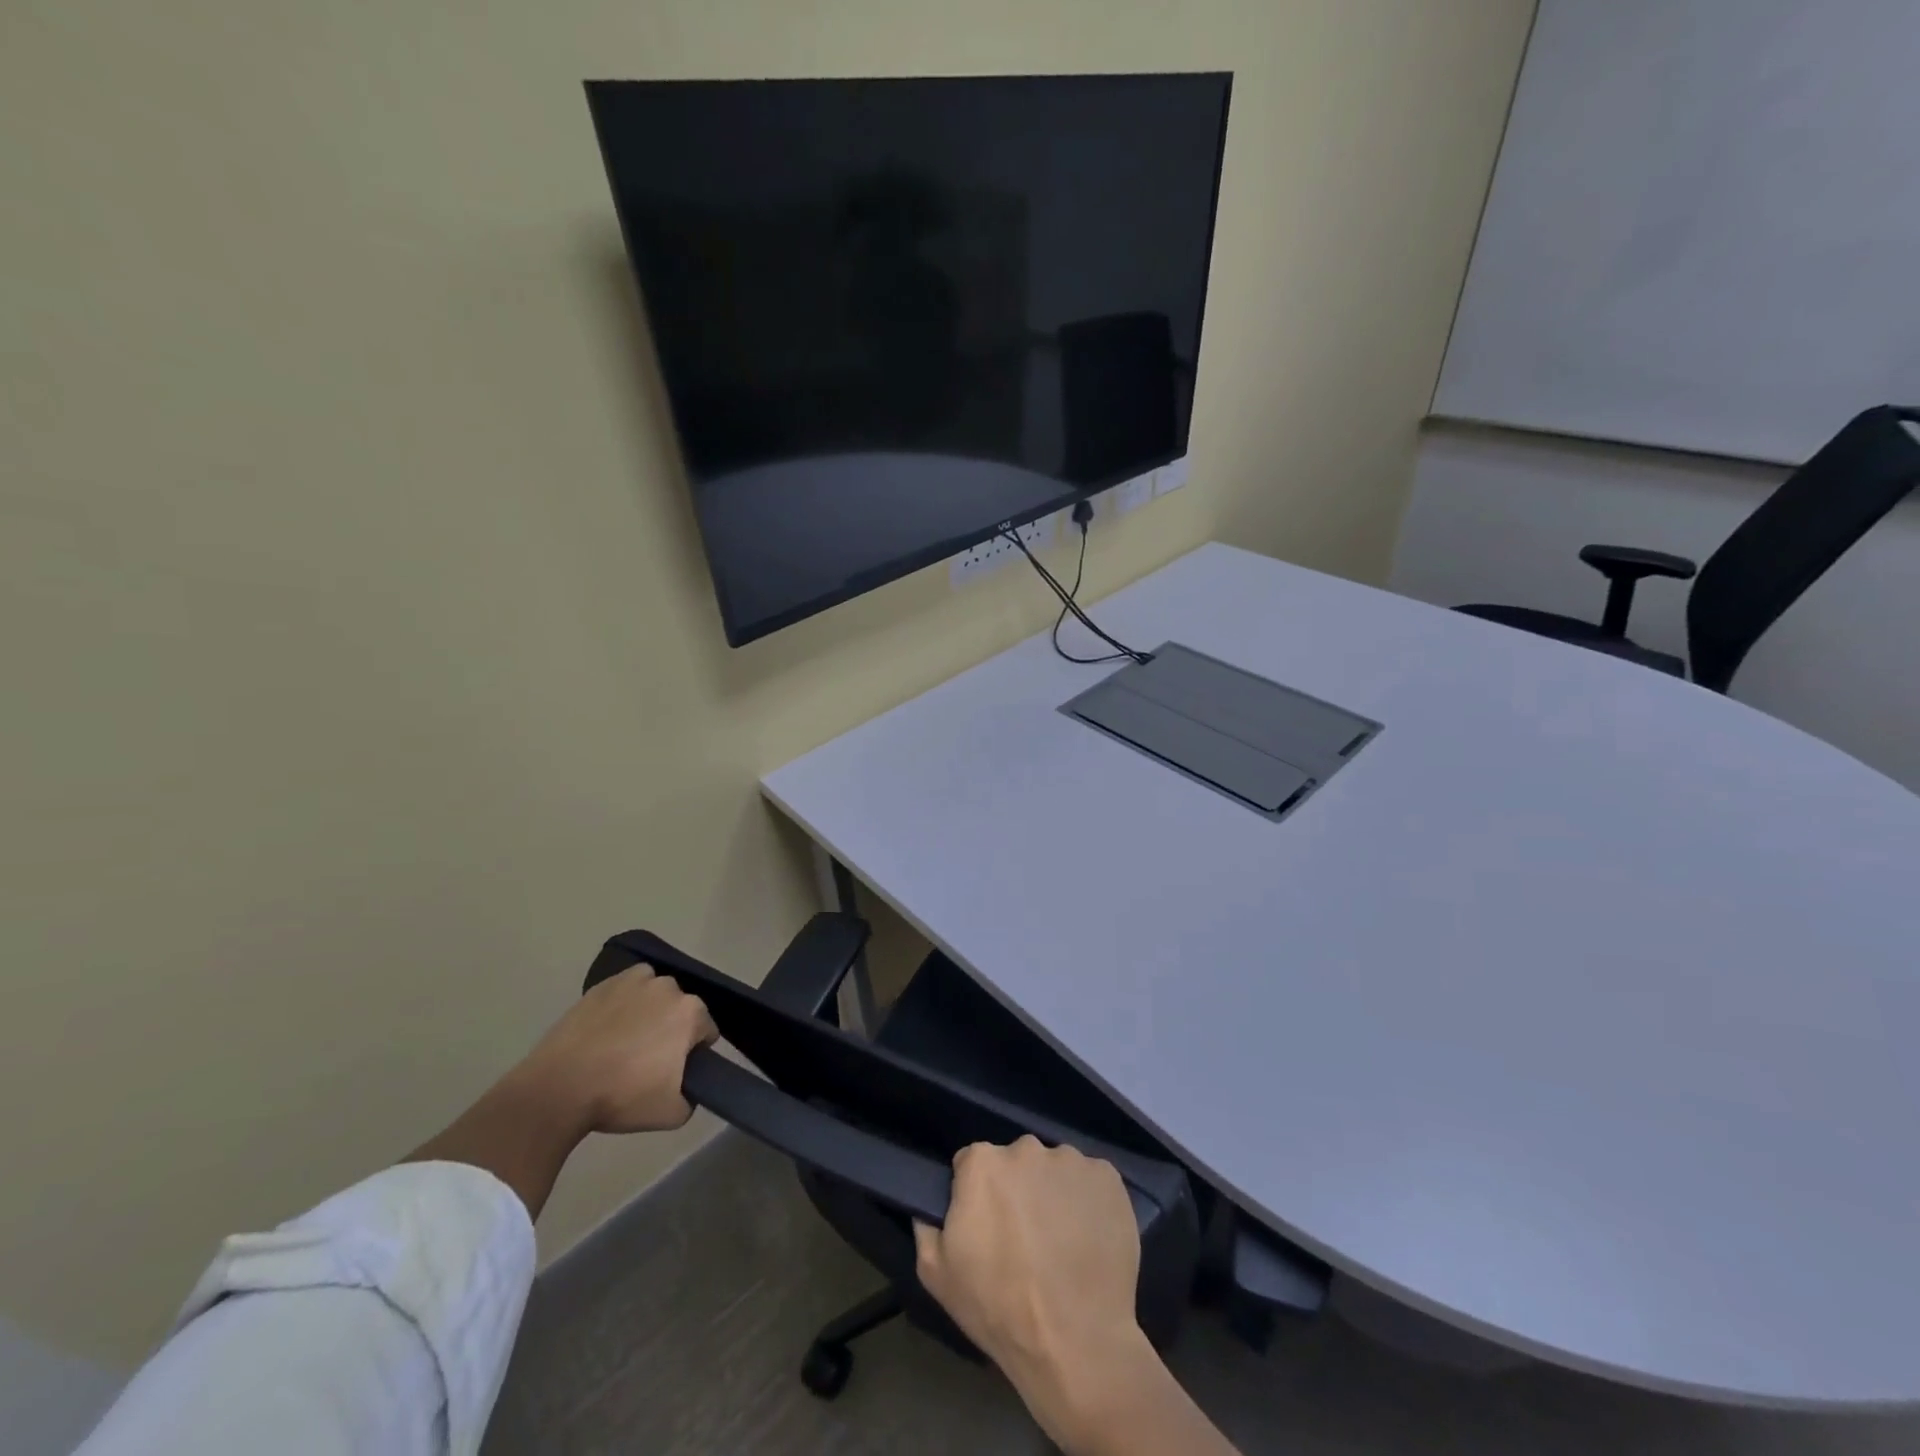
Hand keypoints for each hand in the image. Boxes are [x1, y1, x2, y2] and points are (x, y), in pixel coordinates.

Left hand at [519, 965, 717, 1135]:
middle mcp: (668, 987)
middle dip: (672, 1029)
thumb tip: (686, 1087)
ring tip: (626, 1040)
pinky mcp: (603, 984)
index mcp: (690, 1013)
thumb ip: (692, 1097)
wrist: (559, 1088)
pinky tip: (607, 1028)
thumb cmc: (621, 1097)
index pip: (706, 1031)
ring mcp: (634, 981)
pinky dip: (622, 1002)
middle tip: (649, 1059)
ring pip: (654, 994)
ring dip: (649, 1010)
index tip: (675, 1071)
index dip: (694, 1053)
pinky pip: (625, 989)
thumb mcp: (672, 1114)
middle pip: (680, 1009)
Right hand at [914, 1137, 1153, 1448]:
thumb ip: (927, 1226)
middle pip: (1016, 1162)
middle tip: (1025, 1237)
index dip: (977, 1196)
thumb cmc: (999, 1308)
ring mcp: (1071, 1161)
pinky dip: (1088, 1201)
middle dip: (1017, 1190)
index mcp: (982, 1163)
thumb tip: (930, 1205)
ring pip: (1055, 1170)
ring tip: (1061, 1242)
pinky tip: (1088, 1238)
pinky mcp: (1108, 1177)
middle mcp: (1027, 1148)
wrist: (1076, 1343)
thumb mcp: (937, 1275)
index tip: (986, 1228)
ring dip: (1053, 1194)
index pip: (972, 1165)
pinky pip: (1090, 1181)